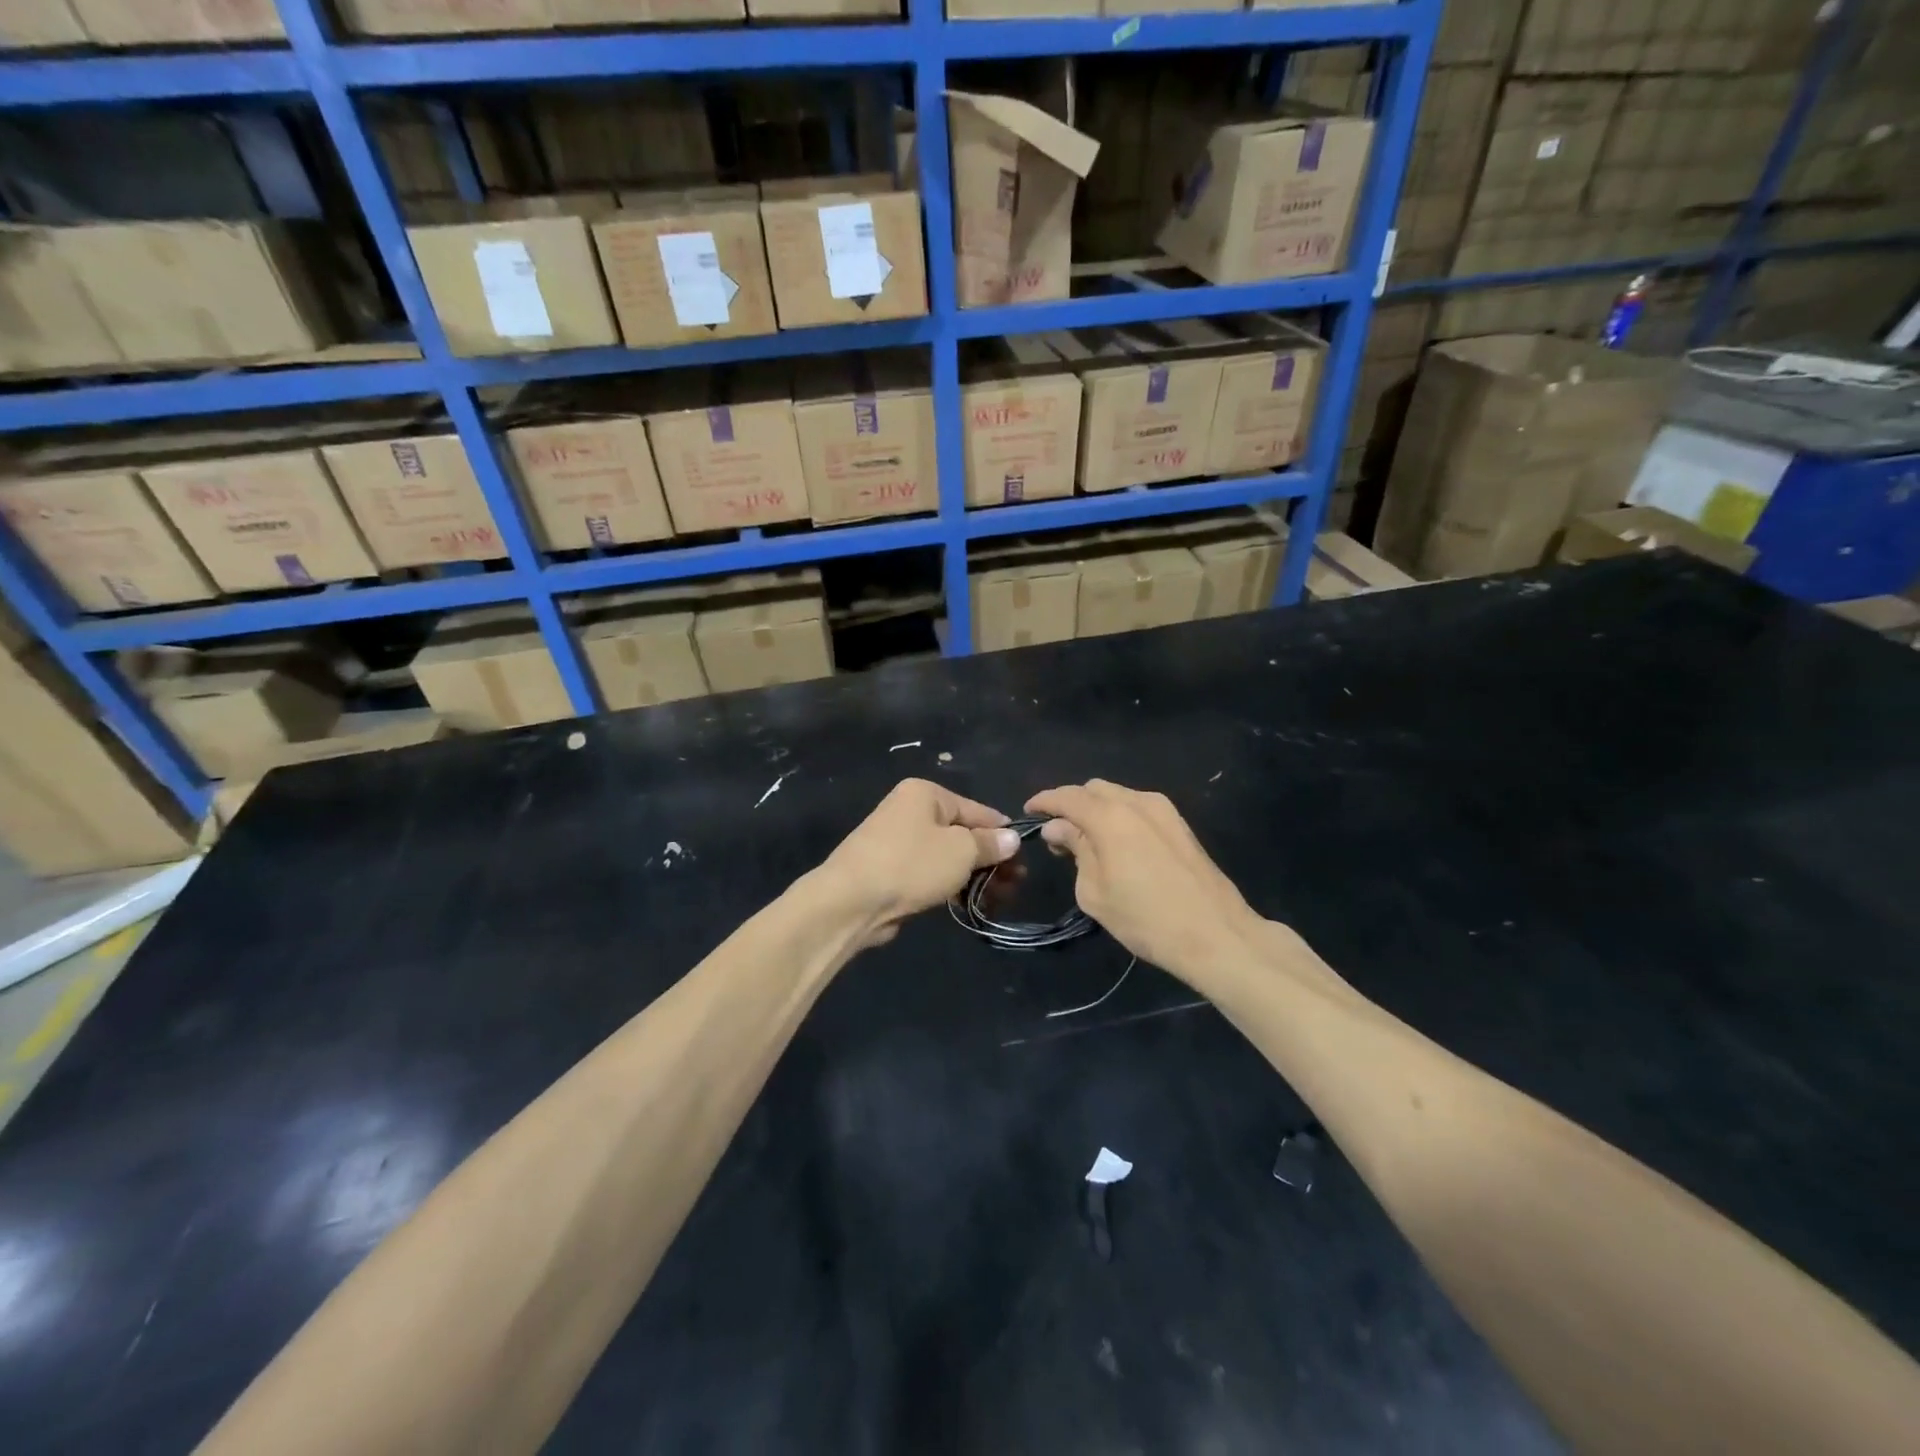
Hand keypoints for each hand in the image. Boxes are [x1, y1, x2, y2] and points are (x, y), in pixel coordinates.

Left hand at [818, 779, 1019, 946]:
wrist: (851, 901)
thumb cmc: (912, 864)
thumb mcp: (961, 851)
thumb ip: (990, 843)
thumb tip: (1012, 838)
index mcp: (925, 794)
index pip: (976, 810)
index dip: (1002, 833)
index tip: (1024, 857)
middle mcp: (910, 811)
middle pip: (962, 834)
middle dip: (990, 860)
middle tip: (1015, 884)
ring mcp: (899, 842)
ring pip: (948, 857)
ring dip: (975, 877)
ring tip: (999, 899)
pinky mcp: (892, 871)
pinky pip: (931, 874)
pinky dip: (952, 886)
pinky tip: (970, 903)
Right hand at [1026, 780, 1266, 982]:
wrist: (1216, 934)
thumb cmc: (1146, 919)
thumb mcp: (1095, 891)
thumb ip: (1075, 850)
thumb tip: (1059, 828)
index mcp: (1110, 816)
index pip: (1067, 796)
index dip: (1044, 801)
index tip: (1028, 811)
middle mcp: (1137, 802)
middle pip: (1093, 790)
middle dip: (1071, 804)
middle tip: (1057, 835)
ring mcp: (1163, 810)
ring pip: (1118, 795)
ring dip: (1096, 810)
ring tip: (1086, 841)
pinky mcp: (1180, 824)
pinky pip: (1138, 808)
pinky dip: (1118, 816)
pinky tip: (1116, 844)